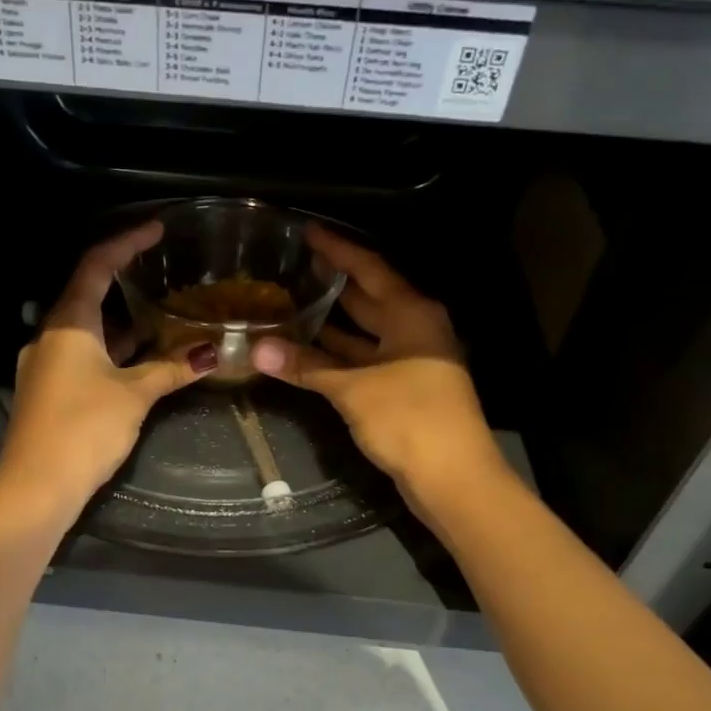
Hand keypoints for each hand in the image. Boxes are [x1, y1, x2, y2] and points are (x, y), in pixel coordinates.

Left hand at [0, 222, 215, 504]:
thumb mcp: (133, 394)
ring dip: (121, 321)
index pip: (96, 266)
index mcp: (67, 323)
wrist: (36, 486)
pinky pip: (82, 355)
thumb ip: (170, 369)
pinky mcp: (49, 390)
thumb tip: (211, 353)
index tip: (156, 229)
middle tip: (161, 269)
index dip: (126, 242)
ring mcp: (46, 364)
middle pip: (87, 294)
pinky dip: (110, 349)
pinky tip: (138, 357)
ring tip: (159, 312)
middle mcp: (50, 336)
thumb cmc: (83, 427)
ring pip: (86, 329)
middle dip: (124, 280)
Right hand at [251, 225, 502, 505]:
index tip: (308, 232)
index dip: (337, 250)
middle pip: (369, 297)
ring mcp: (411, 361)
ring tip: (291, 304)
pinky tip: (308, 352)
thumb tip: (257, 349)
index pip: (369, 268)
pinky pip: (364, 360)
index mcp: (411, 313)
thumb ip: (306, 365)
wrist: (452, 477)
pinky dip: (338, 355)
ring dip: (332, 323)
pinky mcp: (403, 390)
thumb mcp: (353, 388)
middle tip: (293, 266)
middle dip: (333, 283)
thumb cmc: (409, 418)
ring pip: (364, 332)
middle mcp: (414, 329)